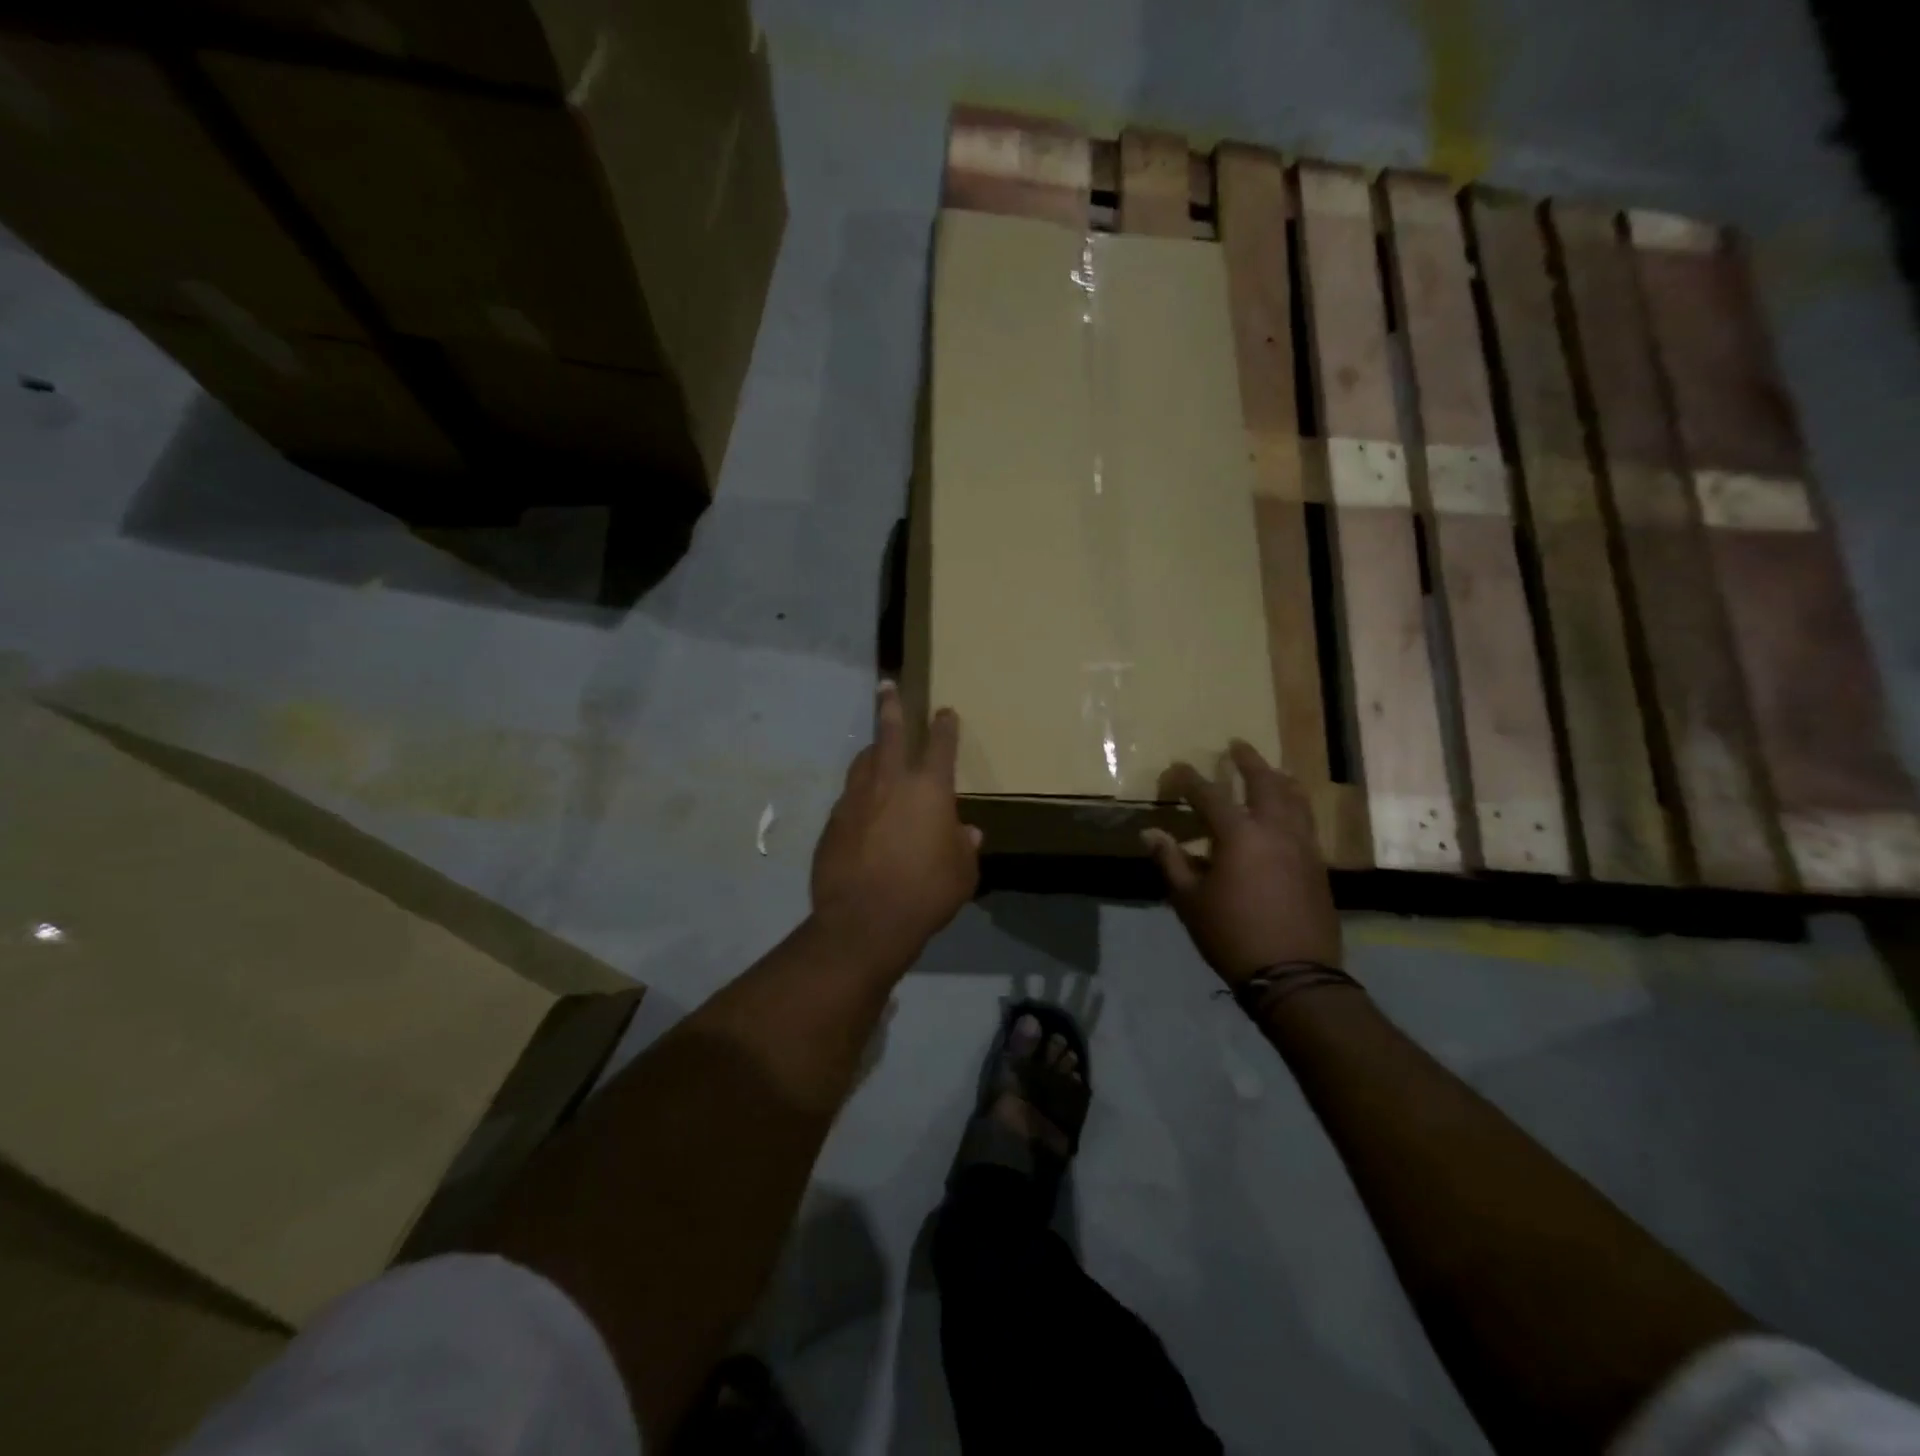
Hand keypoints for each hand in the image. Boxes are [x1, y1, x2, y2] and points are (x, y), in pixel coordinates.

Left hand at [811, 682, 981, 966]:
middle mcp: (890, 783)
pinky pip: (849, 797)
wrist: (864, 921)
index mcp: (929, 789)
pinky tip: (862, 807)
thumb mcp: (962, 874)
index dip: (945, 726)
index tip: (945, 711)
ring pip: (863, 761)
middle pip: (890, 733)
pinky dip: (859, 793)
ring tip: (875, 746)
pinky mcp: (833, 822)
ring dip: (872, 750)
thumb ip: (963, 848)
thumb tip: (966, 833)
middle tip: (886, 687)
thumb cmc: (926, 893)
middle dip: (891, 707)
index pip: (940, 745)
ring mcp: (855, 799)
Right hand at [1143, 741, 1340, 986]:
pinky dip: (1295, 805)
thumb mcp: (1189, 900)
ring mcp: (1302, 845)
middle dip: (1248, 761)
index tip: (1174, 769)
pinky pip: (1307, 821)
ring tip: (1271, 770)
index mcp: (1239, 834)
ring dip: (1279, 779)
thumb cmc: (1231, 934)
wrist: (1294, 974)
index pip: (1208, 794)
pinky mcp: (1318, 865)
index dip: (1188, 779)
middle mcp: (1275, 829)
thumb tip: (1150, 833)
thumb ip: (1171, 861)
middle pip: (1264, 782)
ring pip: (1295, 798)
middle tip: (1237, 745)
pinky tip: (1288, 813)